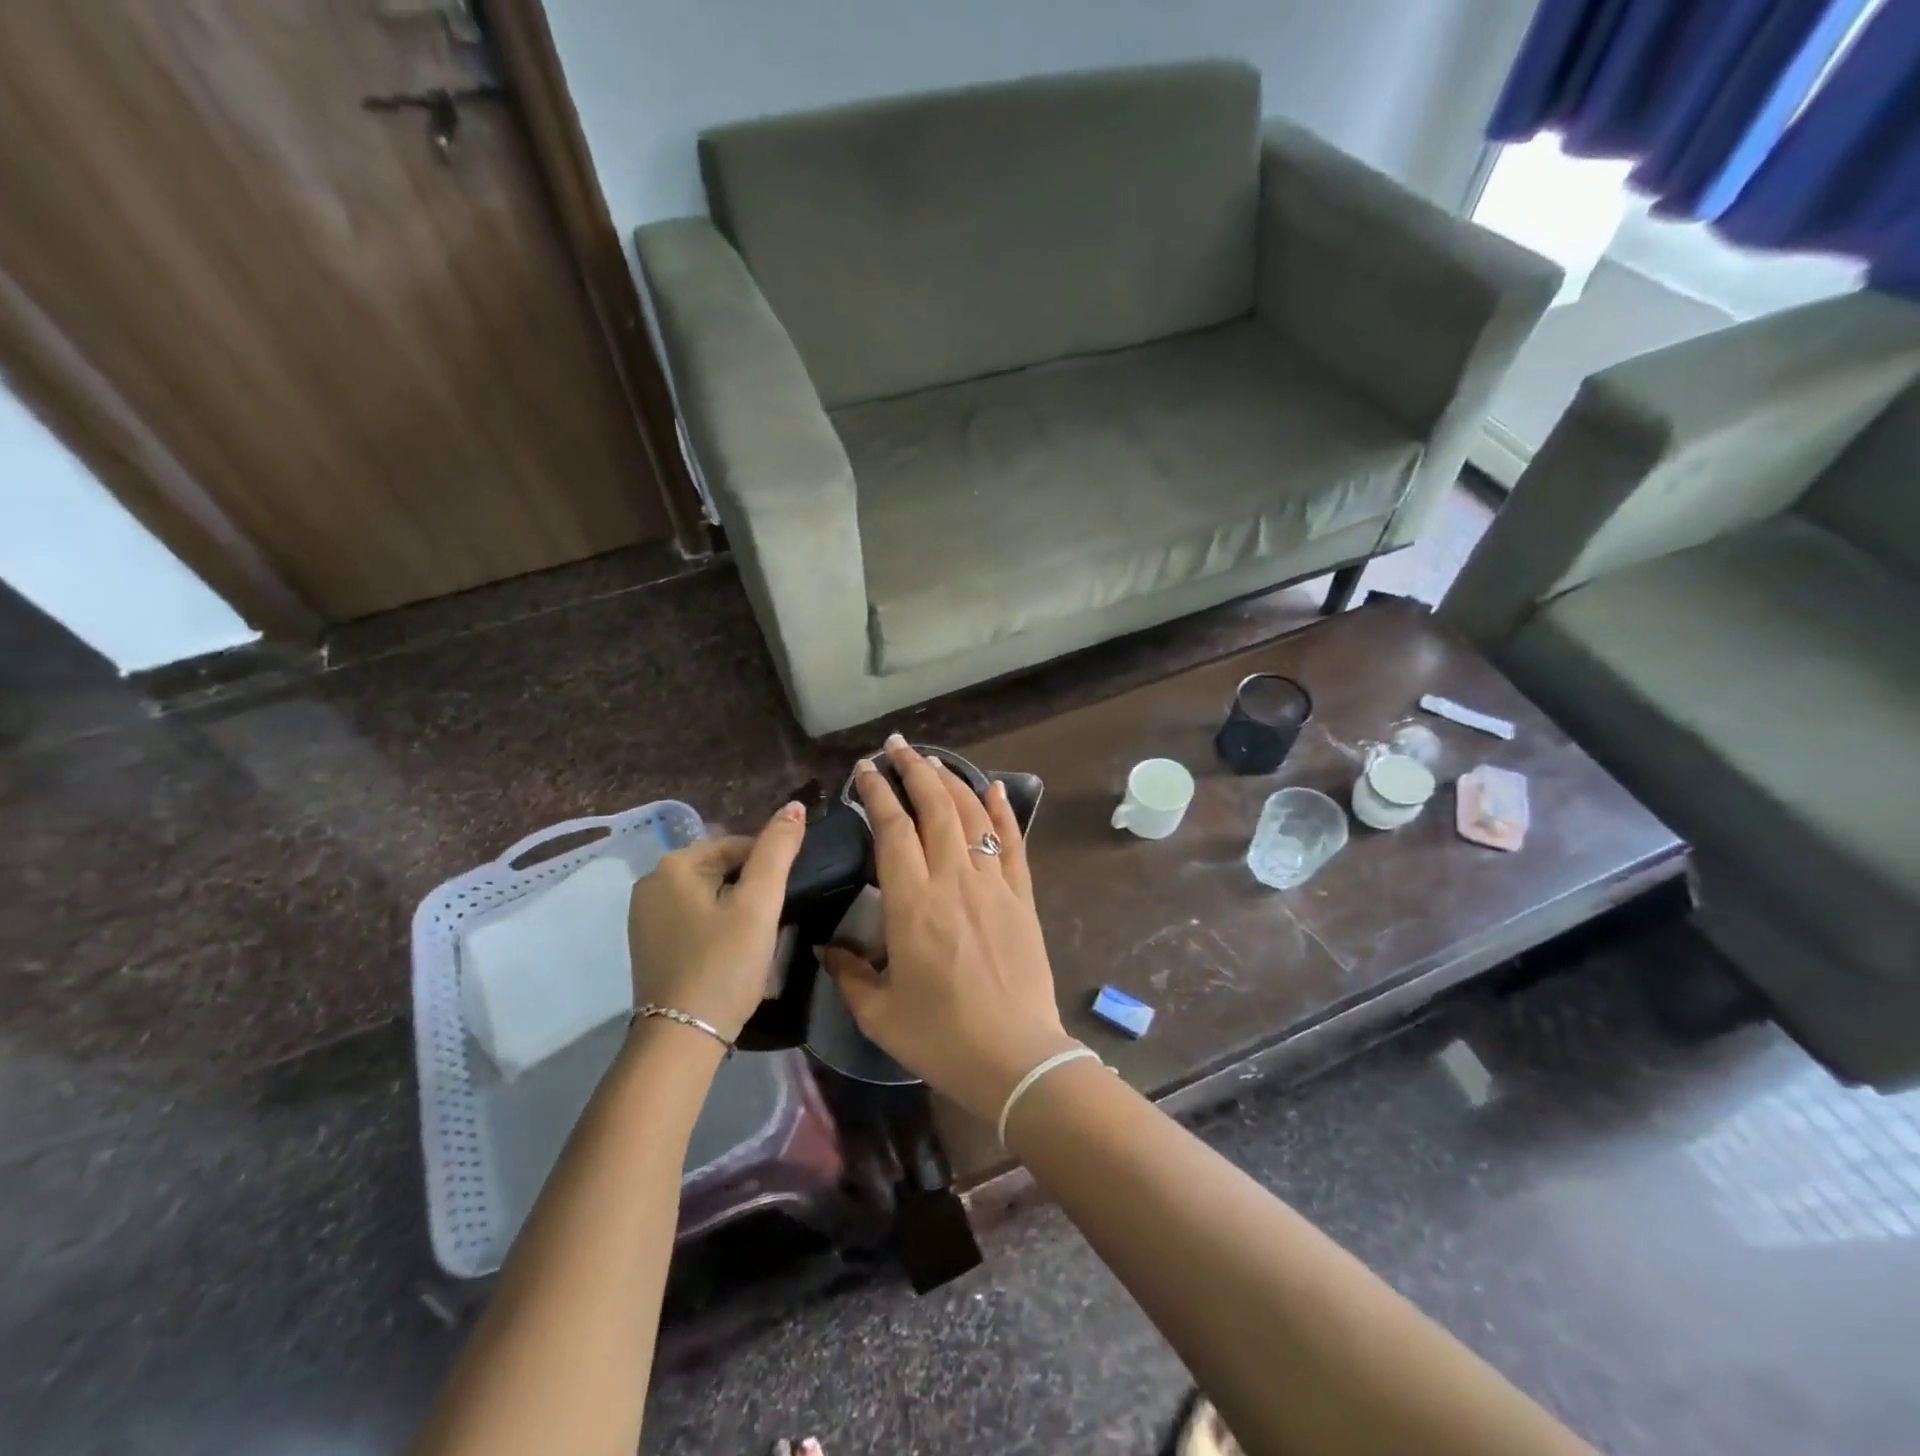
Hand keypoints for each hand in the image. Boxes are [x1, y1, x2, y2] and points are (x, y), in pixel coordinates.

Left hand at [627, 802, 805, 1041]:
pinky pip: (692, 919)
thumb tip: (795, 806)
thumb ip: (778, 850)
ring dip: (735, 909)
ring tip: (752, 942)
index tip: (783, 903)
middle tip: (769, 925)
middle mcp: (650, 882)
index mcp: (673, 865)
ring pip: (709, 895)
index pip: (739, 846)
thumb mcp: (759, 904)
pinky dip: (715, 927)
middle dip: (750, 890)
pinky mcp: (648, 944)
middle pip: (722, 869)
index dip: (769, 871)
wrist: (682, 1039)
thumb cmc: (724, 964)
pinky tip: (728, 954)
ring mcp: (644, 916)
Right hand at [826, 737, 1075, 1122]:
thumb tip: (829, 947)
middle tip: (896, 746)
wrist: (1015, 1058)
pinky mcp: (1021, 898)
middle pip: (934, 808)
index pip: (892, 829)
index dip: (877, 793)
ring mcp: (993, 885)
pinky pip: (1012, 844)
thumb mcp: (878, 1013)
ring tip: (932, 760)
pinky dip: (1002, 812)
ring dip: (951, 781)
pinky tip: (993, 787)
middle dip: (913, 770)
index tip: (864, 770)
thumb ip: (848, 973)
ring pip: (972, 817)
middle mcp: (953, 881)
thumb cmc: (941, 1036)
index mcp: (912, 904)